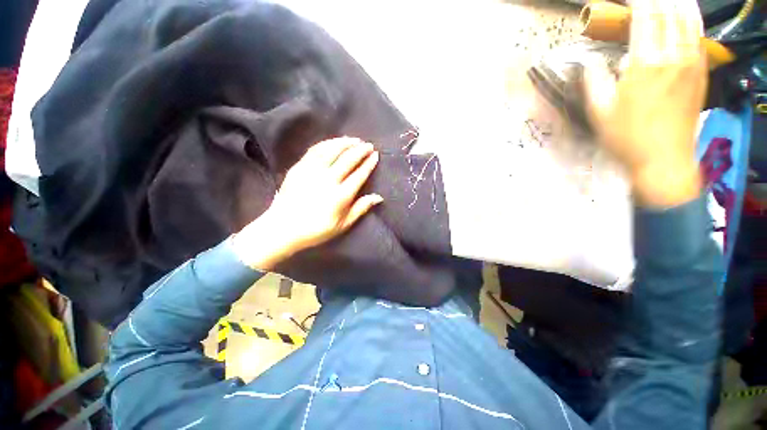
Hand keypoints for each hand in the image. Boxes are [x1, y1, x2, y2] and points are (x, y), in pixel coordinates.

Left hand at [232, 137, 382, 269]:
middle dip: (361, 150)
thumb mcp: (342, 225)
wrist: (283, 228)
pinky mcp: (299, 167)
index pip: (359, 175)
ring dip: (346, 143)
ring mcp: (312, 171)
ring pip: (332, 150)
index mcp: (340, 196)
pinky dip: (327, 143)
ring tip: (355, 140)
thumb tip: (379, 197)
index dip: (369, 164)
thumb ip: (360, 209)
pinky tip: (335, 142)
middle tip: (369, 145)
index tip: (376, 155)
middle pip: (348, 159)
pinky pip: (315, 150)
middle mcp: (328, 180)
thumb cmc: (316, 229)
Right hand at [585, 0, 706, 206]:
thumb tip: (592, 63)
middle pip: (669, 11)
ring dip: (677, 3)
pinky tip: (685, 14)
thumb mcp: (599, 112)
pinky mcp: (701, 72)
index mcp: (645, 63)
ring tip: (666, 0)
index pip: (644, 16)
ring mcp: (691, 62)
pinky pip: (698, 36)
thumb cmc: (626, 138)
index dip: (636, 1)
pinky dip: (691, 18)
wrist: (664, 160)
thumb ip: (594, 81)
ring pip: (689, 18)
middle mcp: (672, 55)